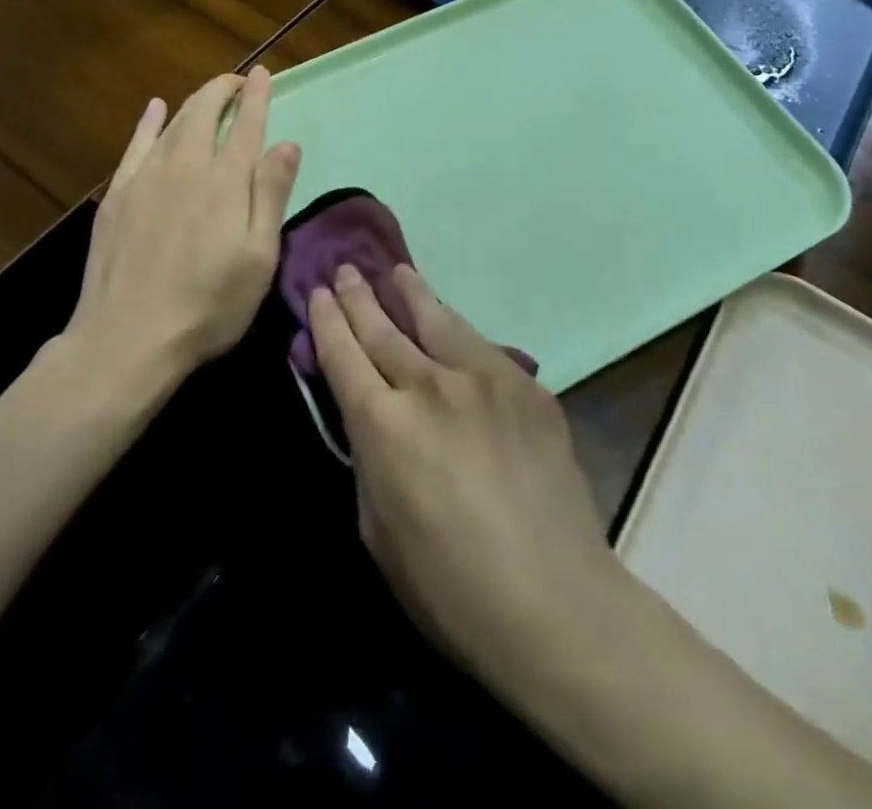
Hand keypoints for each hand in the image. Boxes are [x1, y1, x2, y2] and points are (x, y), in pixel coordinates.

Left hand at [70, 68, 301, 379]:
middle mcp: (185, 166)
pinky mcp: (117, 195)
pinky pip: (135, 145)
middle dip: (223, 89)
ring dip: (194, 102)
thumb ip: (270, 195)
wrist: (127, 337)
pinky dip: (148, 122)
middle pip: (204, 112)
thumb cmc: (208, 305)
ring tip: (209, 94)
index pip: (245, 124)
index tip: (263, 73)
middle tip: (238, 81)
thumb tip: (287, 143)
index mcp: (225, 181)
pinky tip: (154, 109)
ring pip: (173, 123)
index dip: (256, 96)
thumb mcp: (258, 257)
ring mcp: (145, 178)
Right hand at [309, 264, 617, 685]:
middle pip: (384, 328)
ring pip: (437, 319)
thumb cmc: (449, 586)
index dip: (326, 320)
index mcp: (383, 423)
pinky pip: (482, 348)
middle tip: (345, 270)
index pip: (343, 354)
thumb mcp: (377, 529)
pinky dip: (457, 332)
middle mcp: (430, 384)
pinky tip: (453, 327)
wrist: (554, 600)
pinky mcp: (527, 385)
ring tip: (397, 272)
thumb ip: (369, 458)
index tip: (317, 293)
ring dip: (411, 292)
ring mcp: (484, 377)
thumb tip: (372, 418)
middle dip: (358, 296)